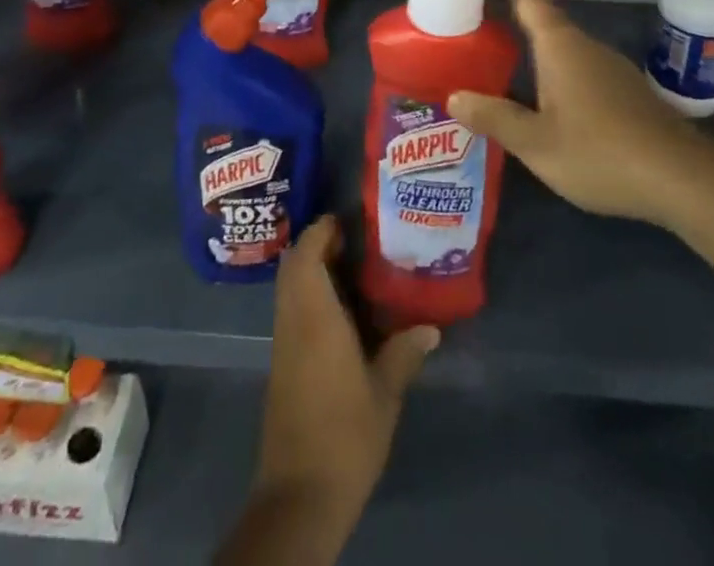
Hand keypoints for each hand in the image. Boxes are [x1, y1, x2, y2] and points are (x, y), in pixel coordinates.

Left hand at [237, 216, 435, 561]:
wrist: (300, 494)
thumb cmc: (345, 434)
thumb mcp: (385, 392)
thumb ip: (405, 352)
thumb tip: (430, 326)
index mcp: (315, 316)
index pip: (305, 254)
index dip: (321, 230)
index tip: (347, 219)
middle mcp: (293, 320)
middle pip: (293, 265)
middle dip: (317, 244)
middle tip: (354, 240)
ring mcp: (284, 343)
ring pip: (290, 287)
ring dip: (312, 270)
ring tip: (353, 267)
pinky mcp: (282, 364)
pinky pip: (292, 310)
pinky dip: (310, 296)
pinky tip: (342, 310)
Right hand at [447, 0, 697, 226]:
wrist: (682, 179)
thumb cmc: (599, 151)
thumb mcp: (536, 143)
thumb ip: (495, 118)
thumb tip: (454, 96)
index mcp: (560, 48)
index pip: (532, 1)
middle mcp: (586, 48)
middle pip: (548, 24)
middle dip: (520, 19)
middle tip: (486, 22)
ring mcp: (613, 70)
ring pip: (568, 50)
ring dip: (541, 51)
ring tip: (511, 59)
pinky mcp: (629, 94)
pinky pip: (584, 71)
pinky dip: (561, 74)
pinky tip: (552, 100)